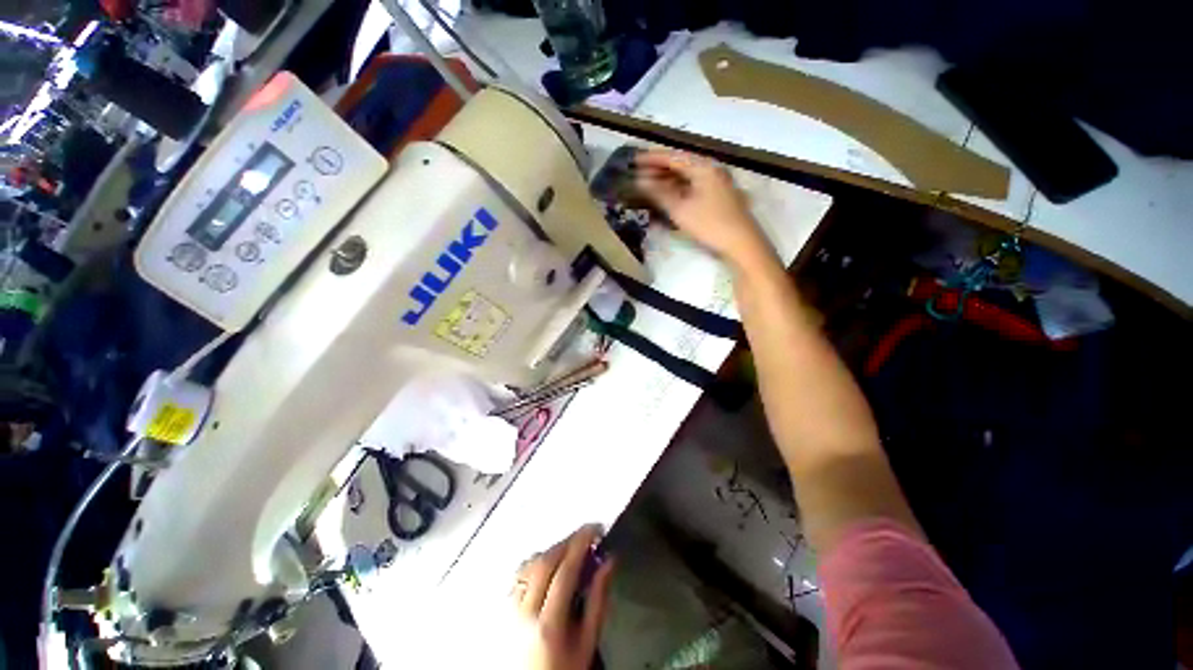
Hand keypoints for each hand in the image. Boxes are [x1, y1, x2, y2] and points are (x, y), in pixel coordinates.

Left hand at [512, 526, 614, 669]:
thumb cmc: (565, 669)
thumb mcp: (587, 642)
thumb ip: (598, 599)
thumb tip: (609, 561)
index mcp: (548, 623)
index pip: (565, 570)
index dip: (581, 543)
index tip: (597, 528)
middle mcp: (525, 611)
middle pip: (545, 561)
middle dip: (568, 541)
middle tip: (587, 535)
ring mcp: (511, 609)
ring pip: (530, 564)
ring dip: (553, 549)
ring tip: (572, 548)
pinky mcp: (504, 608)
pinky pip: (520, 573)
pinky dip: (537, 560)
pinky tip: (550, 563)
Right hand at [634, 149, 772, 265]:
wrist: (741, 243)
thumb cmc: (710, 224)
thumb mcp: (680, 209)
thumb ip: (659, 193)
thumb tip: (640, 181)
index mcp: (703, 167)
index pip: (673, 157)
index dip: (651, 158)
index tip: (633, 160)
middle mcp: (711, 170)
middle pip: (680, 165)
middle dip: (659, 170)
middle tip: (638, 175)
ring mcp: (716, 183)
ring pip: (687, 177)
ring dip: (668, 181)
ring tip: (649, 186)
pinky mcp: (718, 197)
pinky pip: (693, 187)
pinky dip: (678, 190)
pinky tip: (668, 197)